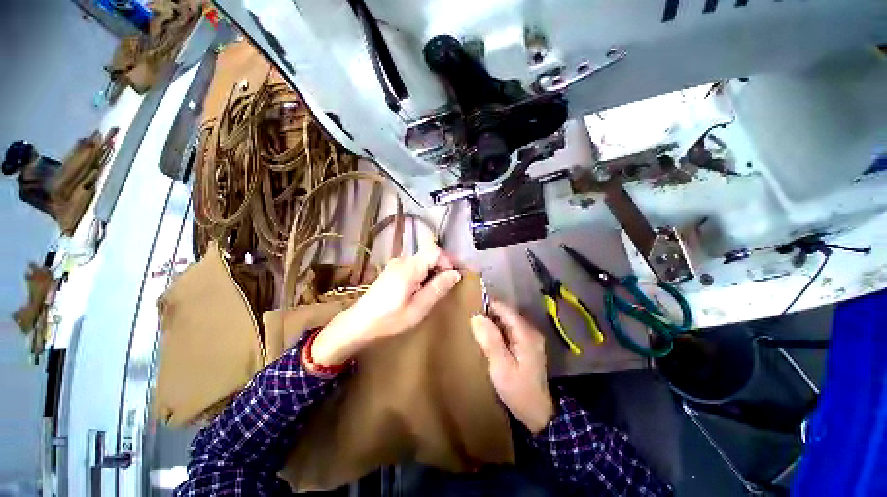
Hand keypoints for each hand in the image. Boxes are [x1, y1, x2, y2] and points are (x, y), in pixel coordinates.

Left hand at [311, 244, 461, 365]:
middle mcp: (403, 260)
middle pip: (429, 254)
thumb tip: (455, 274)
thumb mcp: (418, 308)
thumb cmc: (390, 319)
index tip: (454, 277)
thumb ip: (437, 288)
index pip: (435, 251)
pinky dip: (423, 274)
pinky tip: (420, 290)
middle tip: (446, 287)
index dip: (448, 261)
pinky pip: (414, 266)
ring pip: (422, 260)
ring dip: (432, 271)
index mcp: (409, 267)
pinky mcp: (392, 270)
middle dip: (442, 267)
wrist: (359, 323)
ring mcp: (396, 264)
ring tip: (433, 291)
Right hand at [471, 299, 554, 434]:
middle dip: (489, 315)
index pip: (504, 309)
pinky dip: (497, 331)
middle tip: (472, 324)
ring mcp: (529, 337)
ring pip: (507, 320)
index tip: (471, 311)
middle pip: (506, 313)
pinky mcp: (526, 344)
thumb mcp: (501, 367)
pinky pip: (509, 329)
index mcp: (525, 333)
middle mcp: (530, 330)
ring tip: (477, 331)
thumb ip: (490, 340)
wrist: (537, 412)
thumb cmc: (518, 390)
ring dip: (492, 323)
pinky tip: (488, 340)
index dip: (487, 307)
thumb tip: (476, 316)